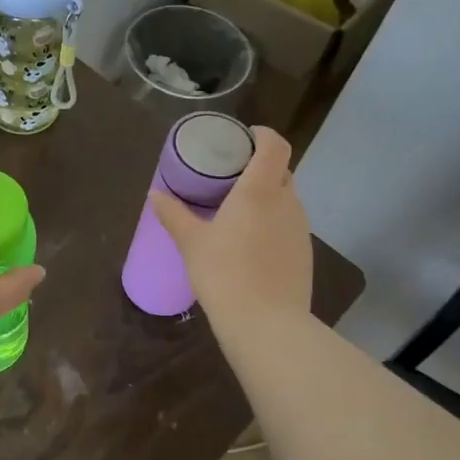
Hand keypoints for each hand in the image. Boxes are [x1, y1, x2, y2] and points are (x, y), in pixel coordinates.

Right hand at [151, 126, 310, 324]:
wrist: (266, 324)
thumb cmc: (224, 273)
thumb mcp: (191, 243)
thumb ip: (173, 214)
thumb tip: (154, 195)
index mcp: (260, 190)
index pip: (275, 146)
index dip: (263, 135)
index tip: (244, 138)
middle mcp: (287, 202)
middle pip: (282, 171)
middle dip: (261, 167)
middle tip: (232, 176)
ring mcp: (301, 228)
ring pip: (286, 199)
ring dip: (267, 197)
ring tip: (238, 211)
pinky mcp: (305, 252)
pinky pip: (289, 224)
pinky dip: (273, 222)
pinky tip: (251, 243)